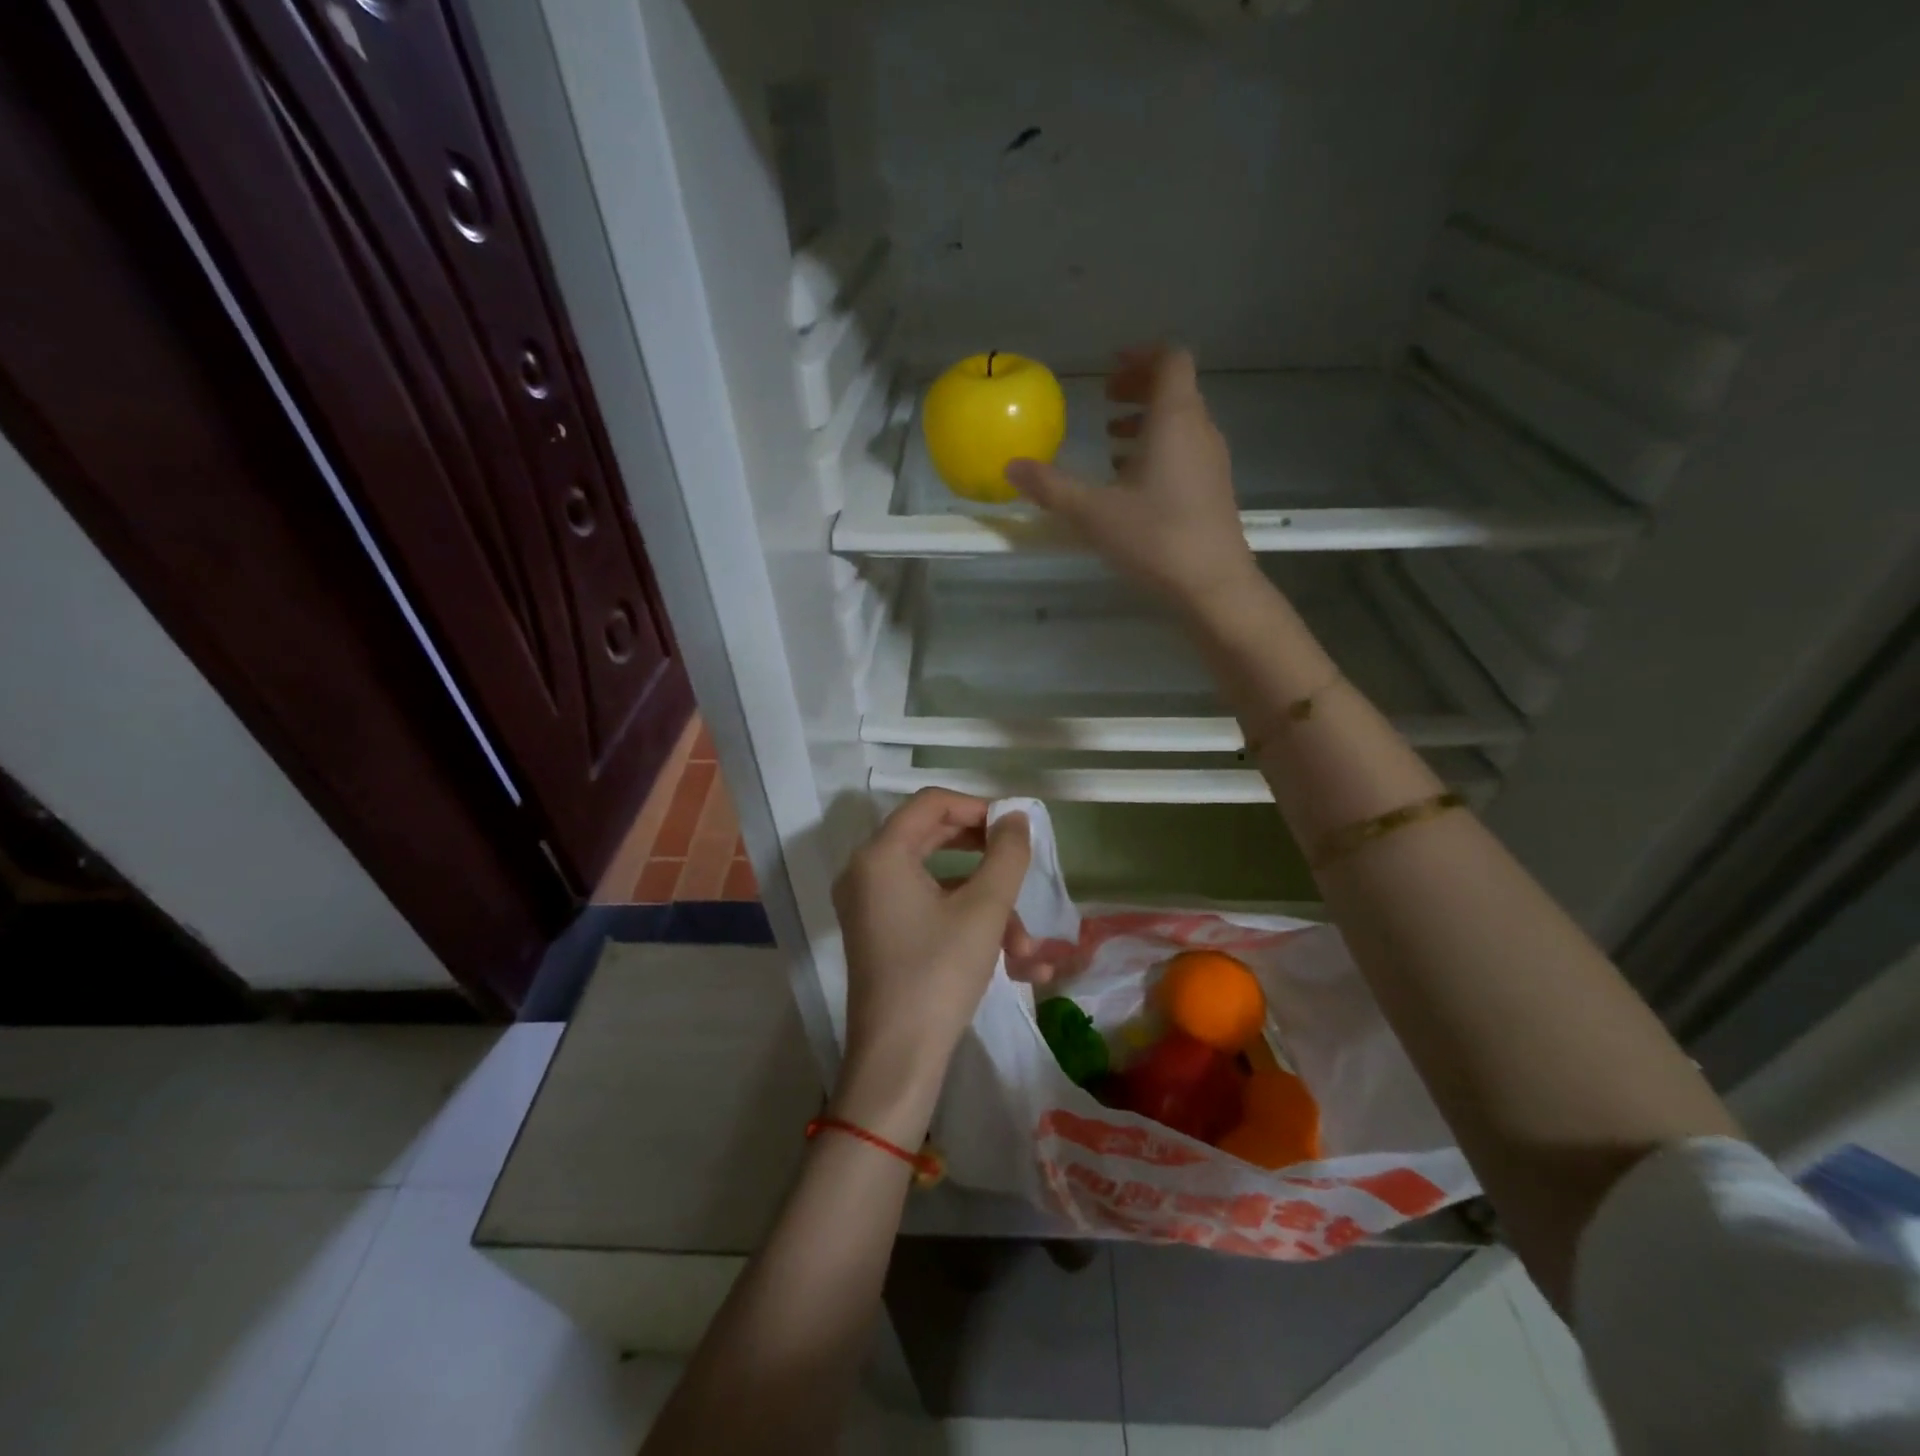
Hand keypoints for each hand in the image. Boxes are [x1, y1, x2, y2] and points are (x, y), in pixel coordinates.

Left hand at [830, 790, 1032, 1136]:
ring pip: (940, 884)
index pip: (931, 803)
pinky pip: (928, 911)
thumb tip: (1017, 818)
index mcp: (881, 854)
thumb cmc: (939, 973)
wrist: (898, 1058)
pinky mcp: (880, 935)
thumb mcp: (984, 909)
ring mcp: (870, 906)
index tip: (1015, 827)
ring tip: (1028, 948)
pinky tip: (1015, 962)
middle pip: (934, 838)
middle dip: (987, 859)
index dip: (978, 807)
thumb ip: (1006, 854)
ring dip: (988, 908)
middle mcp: (867, 871)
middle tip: (1021, 865)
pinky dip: (968, 926)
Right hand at [1005, 345, 1260, 614]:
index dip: (1141, 356)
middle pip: (1175, 388)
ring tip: (1111, 441)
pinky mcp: (1213, 489)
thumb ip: (1051, 487)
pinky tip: (1131, 482)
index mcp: (1175, 420)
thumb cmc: (1155, 539)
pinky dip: (1159, 449)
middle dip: (1139, 387)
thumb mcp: (1093, 513)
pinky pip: (1186, 450)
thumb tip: (1011, 467)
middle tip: (1105, 398)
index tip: (1110, 368)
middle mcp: (1200, 431)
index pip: (1170, 360)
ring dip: (1147, 421)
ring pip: (1181, 422)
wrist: (1213, 585)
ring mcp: (1211, 461)